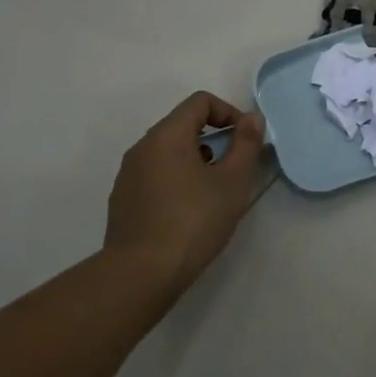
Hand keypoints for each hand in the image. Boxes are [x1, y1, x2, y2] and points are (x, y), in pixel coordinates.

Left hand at [104, 92, 268, 293]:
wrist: (140, 274)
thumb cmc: (193, 221)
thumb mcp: (232, 182)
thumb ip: (246, 144)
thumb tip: (252, 118)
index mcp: (166, 135)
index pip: (200, 102)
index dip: (229, 112)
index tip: (245, 140)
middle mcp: (142, 147)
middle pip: (183, 125)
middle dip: (214, 138)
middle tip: (235, 168)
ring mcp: (128, 175)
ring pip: (168, 152)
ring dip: (196, 160)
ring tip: (214, 192)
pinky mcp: (123, 200)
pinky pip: (155, 175)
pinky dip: (177, 179)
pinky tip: (189, 212)